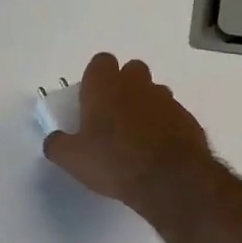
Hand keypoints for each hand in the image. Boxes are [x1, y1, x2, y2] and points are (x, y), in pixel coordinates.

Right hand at [42, 53, 212, 211]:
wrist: (170, 180)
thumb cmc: (113, 161)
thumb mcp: (72, 159)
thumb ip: (57, 145)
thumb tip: (54, 140)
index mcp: (105, 86)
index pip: (100, 62)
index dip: (95, 79)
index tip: (90, 101)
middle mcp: (137, 84)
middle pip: (130, 71)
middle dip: (122, 87)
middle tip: (112, 118)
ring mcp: (166, 99)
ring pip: (152, 92)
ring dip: (144, 107)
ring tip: (136, 138)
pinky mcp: (187, 118)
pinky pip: (171, 115)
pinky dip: (163, 126)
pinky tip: (156, 152)